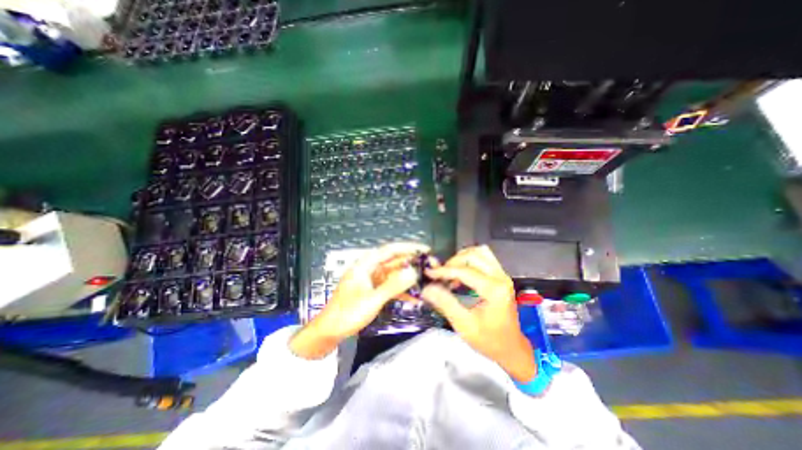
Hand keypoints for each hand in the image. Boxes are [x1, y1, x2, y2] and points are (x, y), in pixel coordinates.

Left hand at [290, 241, 429, 359]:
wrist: (330, 331)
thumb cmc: (348, 313)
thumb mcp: (372, 299)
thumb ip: (394, 286)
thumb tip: (414, 272)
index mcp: (366, 264)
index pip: (390, 250)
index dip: (408, 247)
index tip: (425, 249)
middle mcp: (370, 269)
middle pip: (394, 261)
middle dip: (411, 264)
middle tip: (430, 267)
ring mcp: (372, 280)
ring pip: (394, 275)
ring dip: (408, 278)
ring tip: (426, 281)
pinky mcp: (374, 290)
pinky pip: (391, 287)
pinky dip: (401, 291)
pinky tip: (415, 298)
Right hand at [421, 247, 538, 383]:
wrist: (511, 349)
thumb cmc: (489, 340)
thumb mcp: (464, 325)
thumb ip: (445, 303)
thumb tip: (427, 288)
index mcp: (494, 290)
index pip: (465, 271)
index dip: (444, 270)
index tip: (429, 273)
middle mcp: (500, 277)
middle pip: (473, 255)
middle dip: (453, 262)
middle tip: (441, 275)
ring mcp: (502, 275)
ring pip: (480, 252)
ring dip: (462, 258)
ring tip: (451, 271)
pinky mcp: (500, 276)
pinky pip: (484, 257)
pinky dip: (470, 260)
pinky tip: (461, 273)